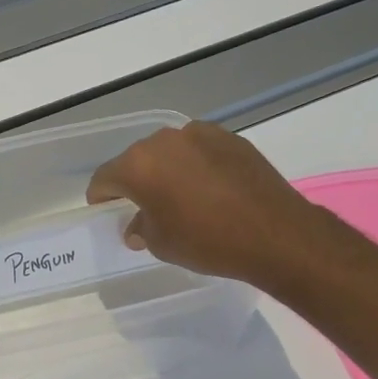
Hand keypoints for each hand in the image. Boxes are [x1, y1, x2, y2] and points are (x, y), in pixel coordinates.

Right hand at [85, 121, 327, 286]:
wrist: (276, 234)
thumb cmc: (207, 242)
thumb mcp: (161, 243)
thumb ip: (140, 228)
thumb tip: (137, 225)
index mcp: (138, 165)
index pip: (105, 178)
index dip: (101, 197)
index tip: (106, 211)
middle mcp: (164, 141)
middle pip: (136, 160)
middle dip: (135, 181)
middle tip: (144, 206)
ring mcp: (199, 135)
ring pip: (169, 152)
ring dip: (166, 170)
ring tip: (181, 196)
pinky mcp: (230, 138)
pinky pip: (199, 150)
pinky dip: (195, 165)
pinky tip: (209, 189)